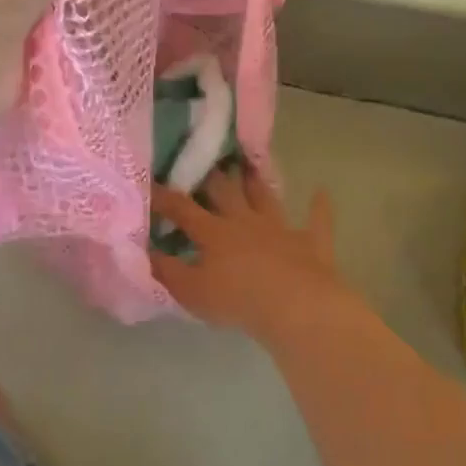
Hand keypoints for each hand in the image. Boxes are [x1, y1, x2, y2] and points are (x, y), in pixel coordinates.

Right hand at [150, 170, 360, 347]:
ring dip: (257, 182)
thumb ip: (166, 270)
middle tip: (206, 159)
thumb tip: (145, 250)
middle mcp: (245, 221)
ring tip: (249, 165)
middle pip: (225, 192)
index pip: (182, 209)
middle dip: (212, 177)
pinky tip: (321, 192)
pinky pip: (317, 220)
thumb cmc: (237, 300)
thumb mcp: (190, 291)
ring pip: (265, 198)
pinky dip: (318, 207)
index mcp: (213, 232)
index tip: (149, 182)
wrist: (295, 306)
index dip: (163, 196)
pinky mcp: (310, 242)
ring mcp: (280, 228)